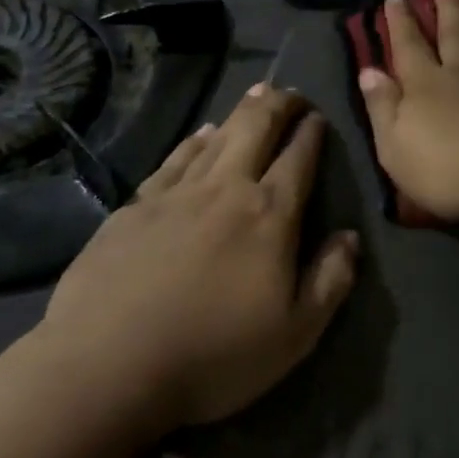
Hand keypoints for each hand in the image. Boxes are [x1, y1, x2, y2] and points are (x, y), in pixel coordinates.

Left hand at [39, 85, 356, 429]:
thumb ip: (331, 280)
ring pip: (217, 137)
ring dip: (241, 112)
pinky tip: (200, 134)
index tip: (319, 117)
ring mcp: (176, 193)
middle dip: (279, 104)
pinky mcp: (135, 206)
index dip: (312, 133)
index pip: (299, 159)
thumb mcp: (295, 334)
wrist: (108, 365)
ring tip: (256, 95)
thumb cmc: (213, 356)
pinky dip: (194, 141)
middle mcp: (225, 189)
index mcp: (269, 215)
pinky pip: (174, 159)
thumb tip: (350, 236)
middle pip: (257, 129)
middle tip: (291, 92)